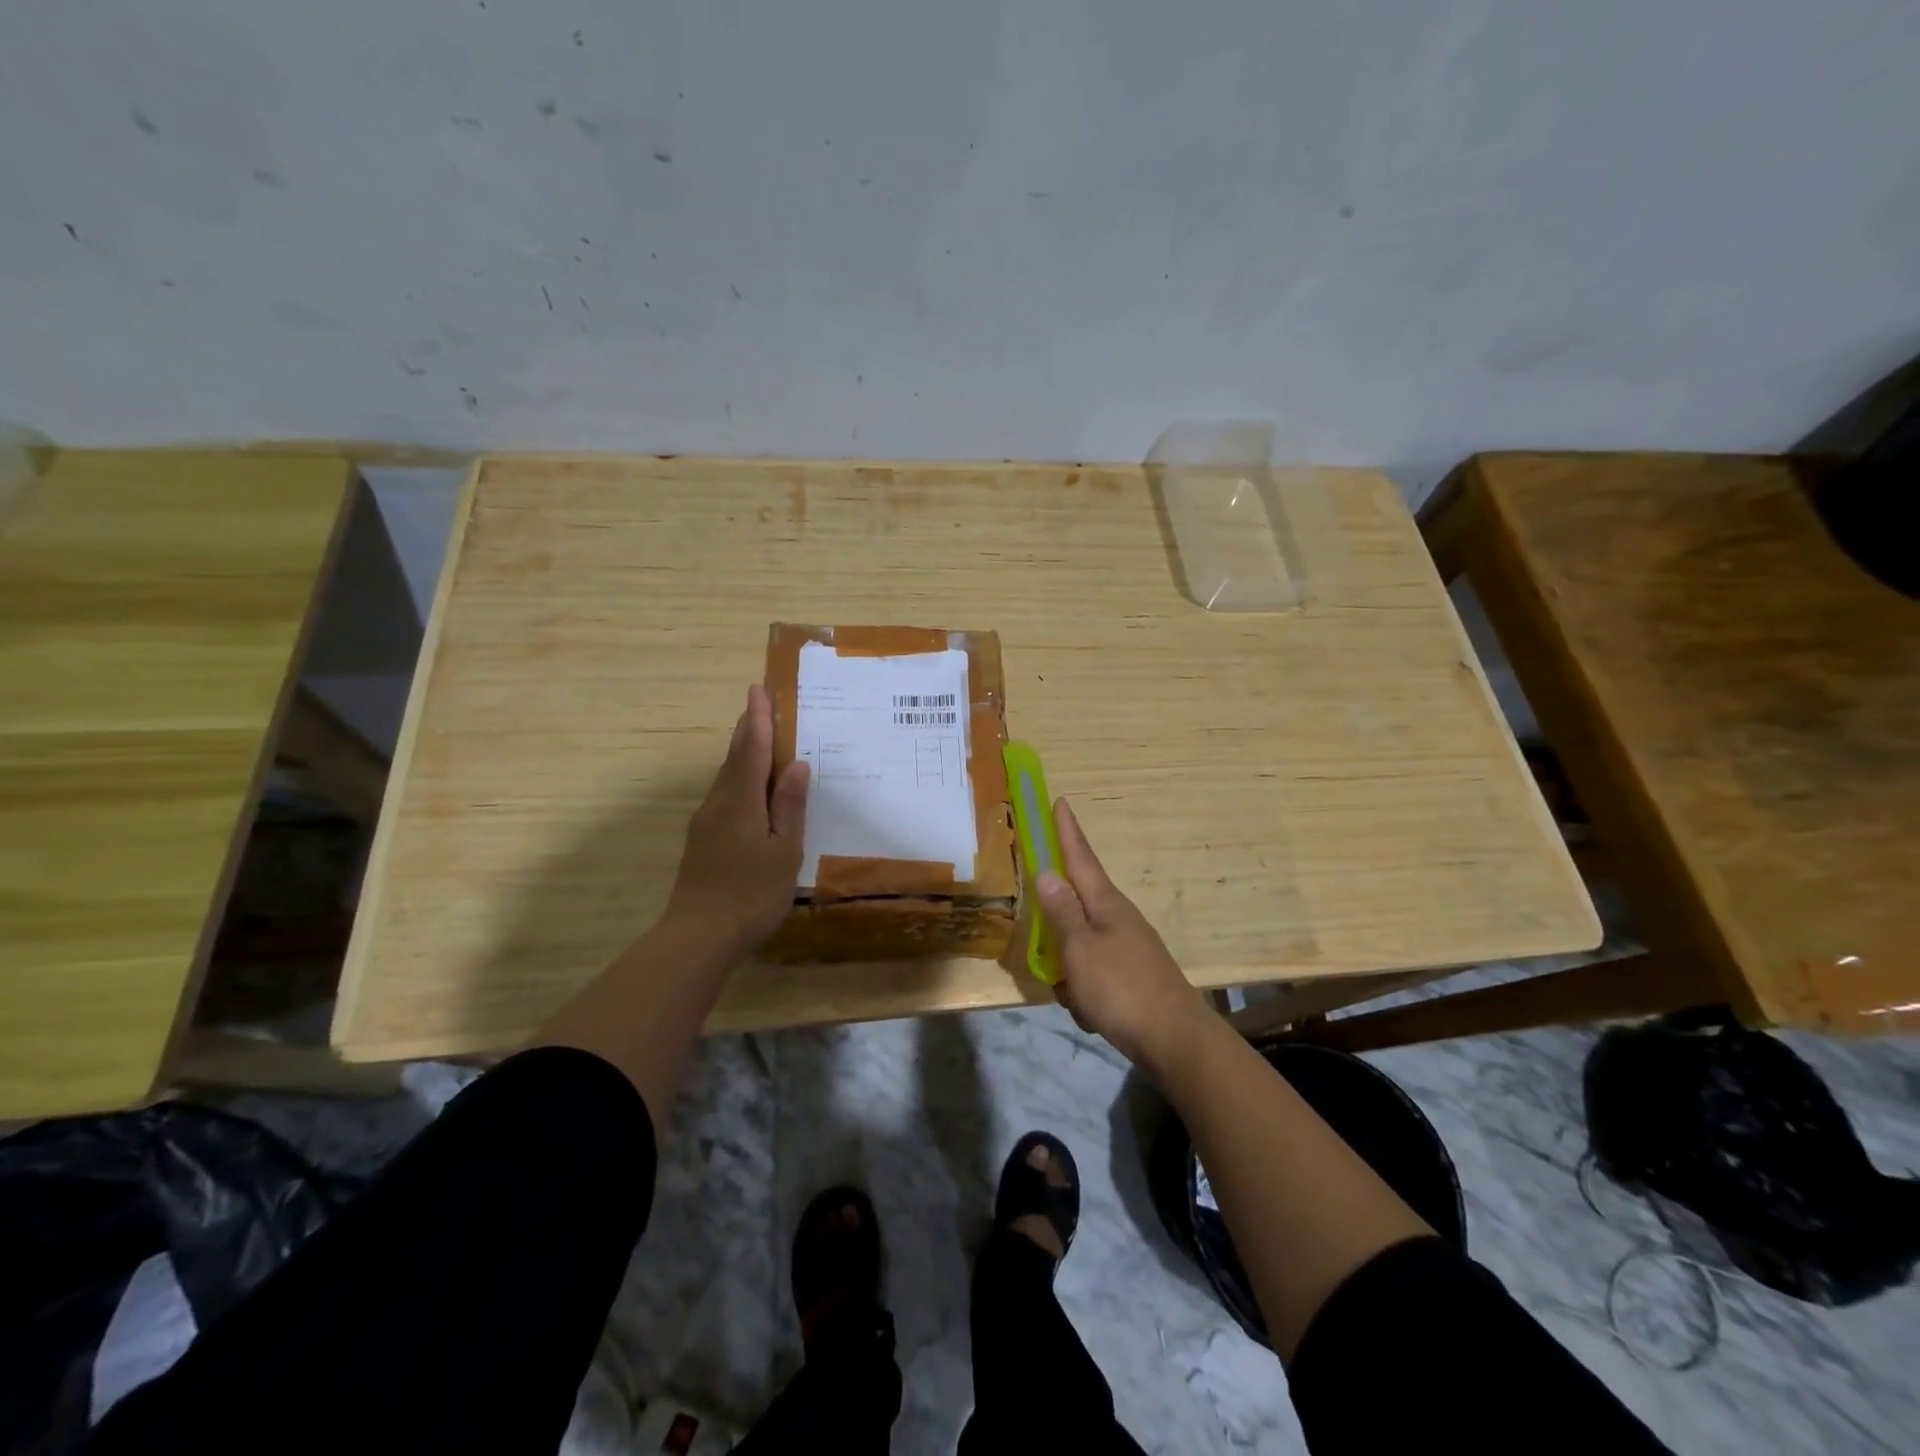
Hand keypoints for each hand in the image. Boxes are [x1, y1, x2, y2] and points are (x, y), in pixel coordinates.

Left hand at [665, 684, 809, 954]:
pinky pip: (724, 796)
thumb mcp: (784, 849)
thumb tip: (797, 765)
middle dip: (746, 730)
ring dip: (741, 754)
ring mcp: (706, 823)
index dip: (757, 720)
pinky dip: (738, 779)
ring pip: (726, 777)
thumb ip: (789, 805)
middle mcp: (718, 803)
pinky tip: (749, 790)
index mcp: (741, 801)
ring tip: (757, 739)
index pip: (751, 750)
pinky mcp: (702, 840)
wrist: (699, 935)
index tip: (758, 690)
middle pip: (734, 758)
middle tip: (758, 705)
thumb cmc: (751, 892)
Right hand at [1037, 799, 1211, 1070]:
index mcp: (1106, 903)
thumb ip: (1062, 912)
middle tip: (1038, 920)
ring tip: (1068, 991)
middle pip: (1079, 900)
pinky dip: (1084, 989)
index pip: (1081, 857)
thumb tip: (1048, 872)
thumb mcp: (1080, 949)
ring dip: (1068, 963)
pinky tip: (1087, 1011)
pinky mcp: (1132, 975)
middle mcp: (1118, 917)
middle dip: (1057, 912)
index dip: (1067, 831)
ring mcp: (1128, 946)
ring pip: (1083, 942)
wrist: (1175, 1039)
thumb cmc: (1121, 988)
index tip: (1060, 801)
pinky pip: (1095, 971)